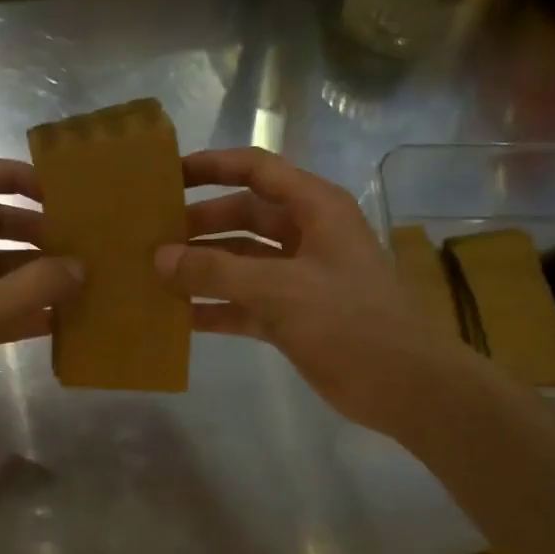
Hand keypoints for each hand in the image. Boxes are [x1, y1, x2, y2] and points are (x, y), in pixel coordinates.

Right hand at [155, 148, 475, 442]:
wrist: (404, 386)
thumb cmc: (348, 321)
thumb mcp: (278, 289)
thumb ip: (216, 270)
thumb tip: (159, 258)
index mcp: (315, 208)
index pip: (257, 170)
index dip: (212, 167)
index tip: (166, 176)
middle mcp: (307, 235)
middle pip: (244, 216)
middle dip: (199, 224)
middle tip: (150, 236)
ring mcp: (300, 278)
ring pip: (241, 262)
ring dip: (203, 268)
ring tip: (153, 275)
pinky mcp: (293, 316)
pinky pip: (245, 303)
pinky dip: (216, 307)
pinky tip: (178, 317)